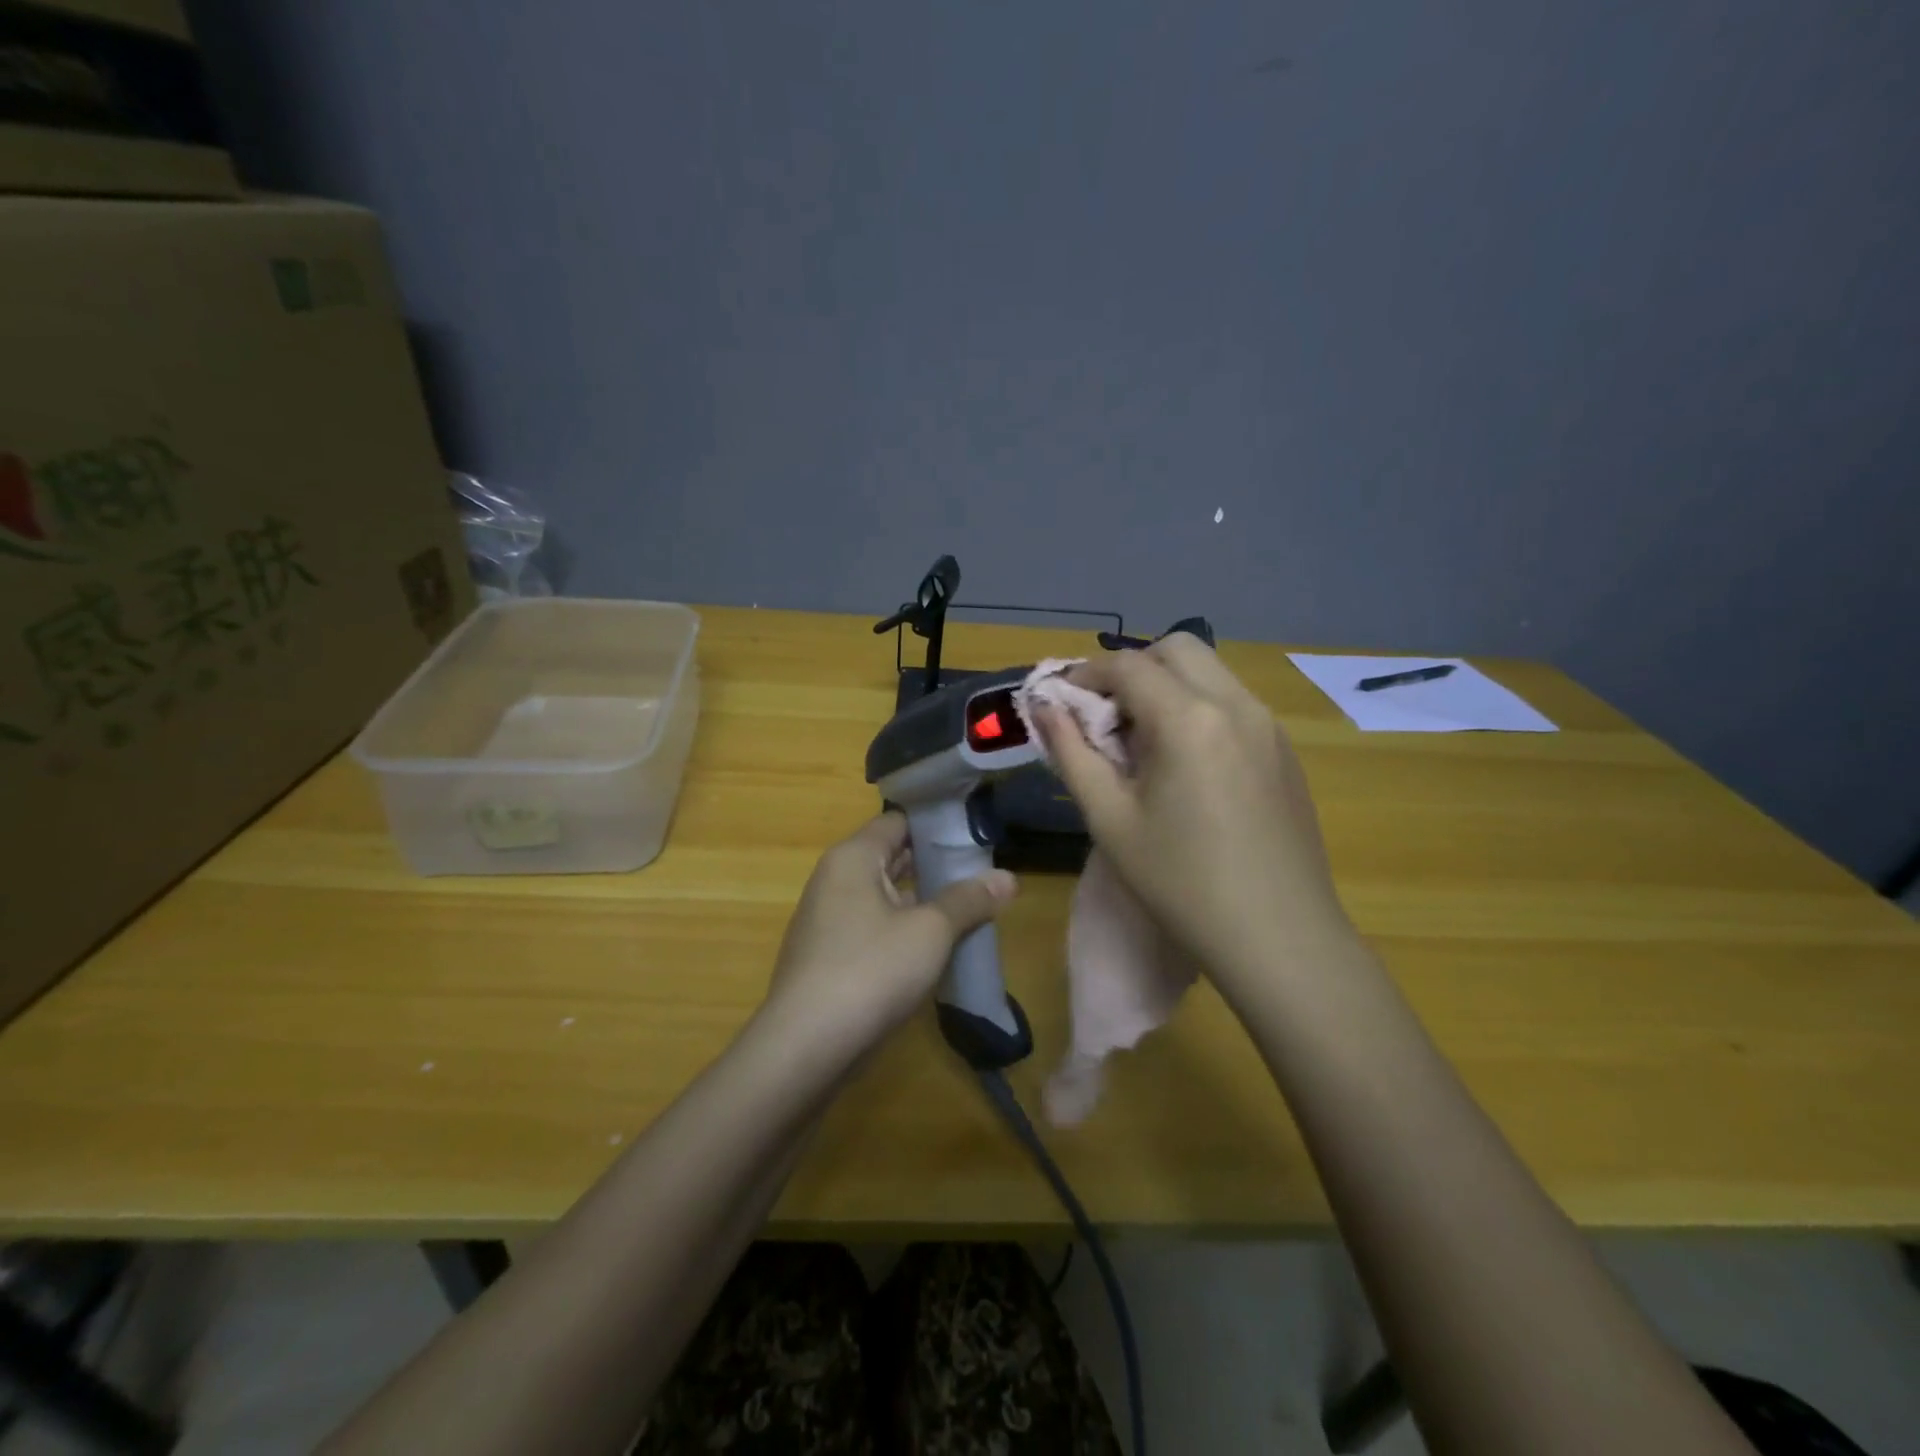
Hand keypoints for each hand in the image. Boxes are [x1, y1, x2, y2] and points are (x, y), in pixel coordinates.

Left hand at [760, 813, 1017, 1054]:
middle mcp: (835, 880)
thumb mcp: (930, 931)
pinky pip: (875, 929)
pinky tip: (937, 948)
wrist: (805, 1048)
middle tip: (985, 869)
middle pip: (892, 857)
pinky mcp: (830, 958)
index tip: (977, 833)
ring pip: (885, 897)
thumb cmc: (870, 971)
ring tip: (971, 906)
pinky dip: (904, 930)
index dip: (937, 824)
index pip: (898, 821)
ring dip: (924, 901)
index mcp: (852, 858)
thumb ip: (969, 900)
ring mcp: (828, 921)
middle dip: (936, 864)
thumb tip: (1008, 877)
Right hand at [1035, 636, 1357, 999]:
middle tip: (1105, 716)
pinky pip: (1233, 703)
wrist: (1280, 937)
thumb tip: (1045, 708)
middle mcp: (1235, 705)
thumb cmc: (1182, 883)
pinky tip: (1186, 765)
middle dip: (1132, 669)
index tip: (1060, 700)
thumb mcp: (1110, 820)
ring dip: (1167, 686)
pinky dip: (1199, 707)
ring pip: (1210, 672)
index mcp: (1188, 719)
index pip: (1128, 666)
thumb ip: (1071, 754)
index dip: (1085, 674)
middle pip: (1176, 649)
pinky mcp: (1285, 751)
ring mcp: (1268, 726)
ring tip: (1142, 742)